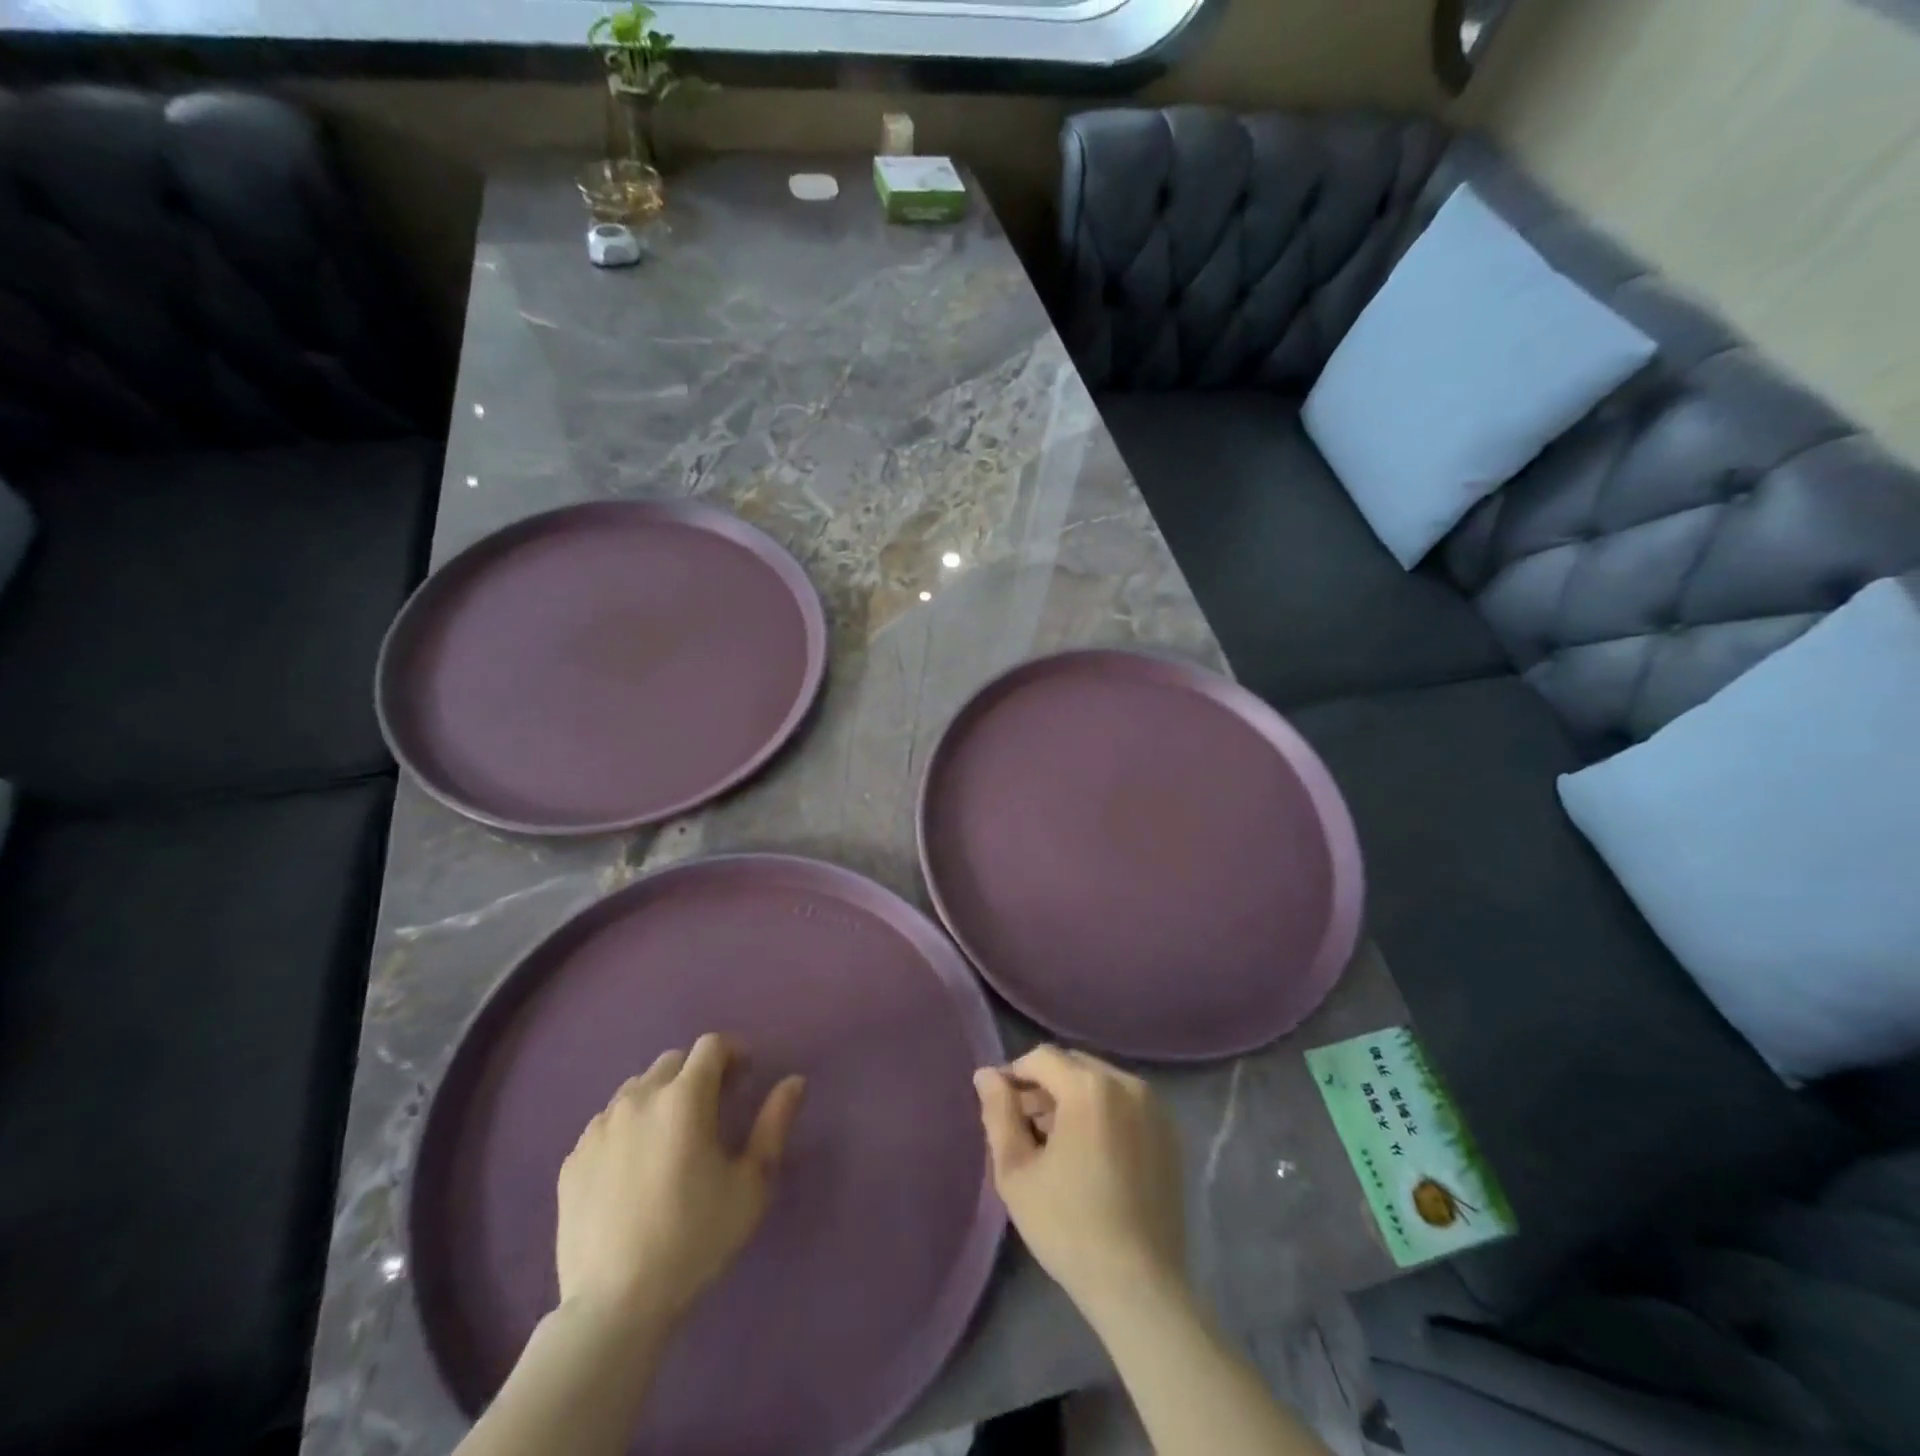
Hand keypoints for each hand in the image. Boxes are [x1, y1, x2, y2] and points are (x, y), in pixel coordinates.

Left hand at [556, 1033, 805, 1331]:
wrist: (615, 1306)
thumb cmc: (695, 1239)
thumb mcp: (752, 1184)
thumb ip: (774, 1123)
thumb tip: (794, 1081)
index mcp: (684, 1098)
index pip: (710, 1046)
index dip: (733, 1053)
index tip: (744, 1080)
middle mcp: (638, 1099)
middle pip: (672, 1062)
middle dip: (697, 1074)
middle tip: (712, 1110)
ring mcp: (599, 1128)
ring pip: (636, 1090)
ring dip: (661, 1098)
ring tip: (671, 1139)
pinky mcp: (572, 1159)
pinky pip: (607, 1124)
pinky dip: (628, 1129)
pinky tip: (636, 1169)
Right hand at [973, 1046, 1186, 1324]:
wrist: (1139, 1286)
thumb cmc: (1069, 1227)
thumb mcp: (1016, 1171)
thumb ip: (998, 1113)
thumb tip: (986, 1074)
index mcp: (1089, 1087)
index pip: (1041, 1057)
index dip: (1014, 1076)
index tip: (1001, 1109)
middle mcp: (1127, 1083)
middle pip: (1072, 1065)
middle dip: (1044, 1086)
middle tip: (1025, 1128)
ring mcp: (1154, 1107)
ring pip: (1099, 1083)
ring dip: (1073, 1098)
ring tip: (1055, 1144)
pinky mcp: (1169, 1132)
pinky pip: (1125, 1103)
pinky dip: (1102, 1113)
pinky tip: (1090, 1155)